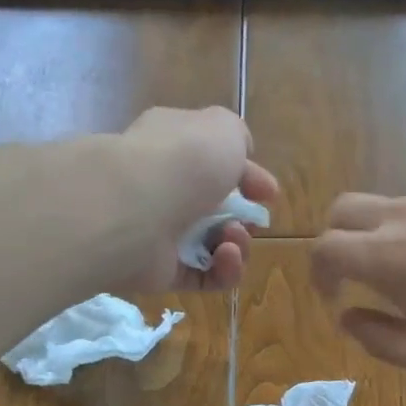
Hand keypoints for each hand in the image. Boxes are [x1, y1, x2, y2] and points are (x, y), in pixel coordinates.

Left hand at [113, 107, 278, 291]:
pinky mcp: (162, 271)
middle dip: (243, 215)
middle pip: (216, 207)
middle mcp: (163, 187)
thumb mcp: (223, 129)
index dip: (247, 176)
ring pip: (213, 244)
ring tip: (233, 238)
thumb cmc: (184, 161)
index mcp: (173, 146)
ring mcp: (160, 232)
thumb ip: (236, 135)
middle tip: (252, 219)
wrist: (136, 207)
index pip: (213, 161)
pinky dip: (224, 270)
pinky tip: (227, 257)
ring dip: (237, 243)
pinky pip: (204, 276)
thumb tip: (238, 153)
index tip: (269, 192)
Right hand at [310, 190, 405, 378]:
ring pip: (390, 206)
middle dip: (336, 241)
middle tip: (355, 277)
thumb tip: (348, 319)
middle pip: (344, 209)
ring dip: (381, 236)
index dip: (318, 274)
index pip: (324, 248)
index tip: (334, 298)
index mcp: (387, 257)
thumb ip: (379, 340)